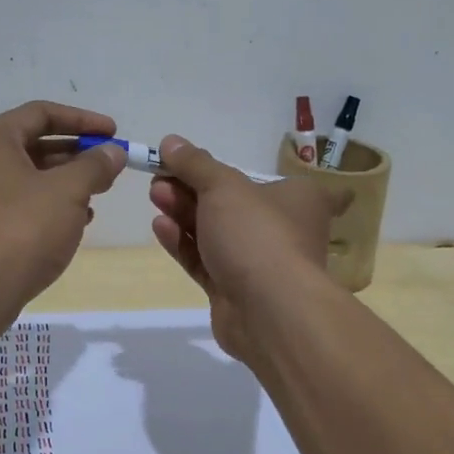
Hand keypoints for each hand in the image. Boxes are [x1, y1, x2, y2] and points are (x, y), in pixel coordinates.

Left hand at [0, 100, 127, 311]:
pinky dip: (48, 206)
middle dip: (76, 153)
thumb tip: (113, 152)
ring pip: (27, 177)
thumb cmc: (21, 228)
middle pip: (33, 144)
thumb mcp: (68, 191)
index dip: (83, 120)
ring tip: (99, 193)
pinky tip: (76, 223)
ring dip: (65, 181)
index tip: (114, 134)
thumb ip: (95, 166)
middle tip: (109, 166)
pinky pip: (18, 204)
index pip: (41, 113)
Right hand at [148, 135, 342, 365]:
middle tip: (161, 178)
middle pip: (233, 203)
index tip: (197, 164)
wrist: (269, 311)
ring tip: (155, 196)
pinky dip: (184, 243)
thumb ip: (195, 164)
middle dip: (194, 189)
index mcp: (298, 199)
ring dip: (184, 213)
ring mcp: (258, 263)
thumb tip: (170, 141)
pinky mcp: (233, 290)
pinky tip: (160, 226)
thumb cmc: (257, 234)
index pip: (277, 180)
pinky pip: (205, 260)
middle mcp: (283, 229)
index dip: (236, 171)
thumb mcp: (224, 186)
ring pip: (216, 232)